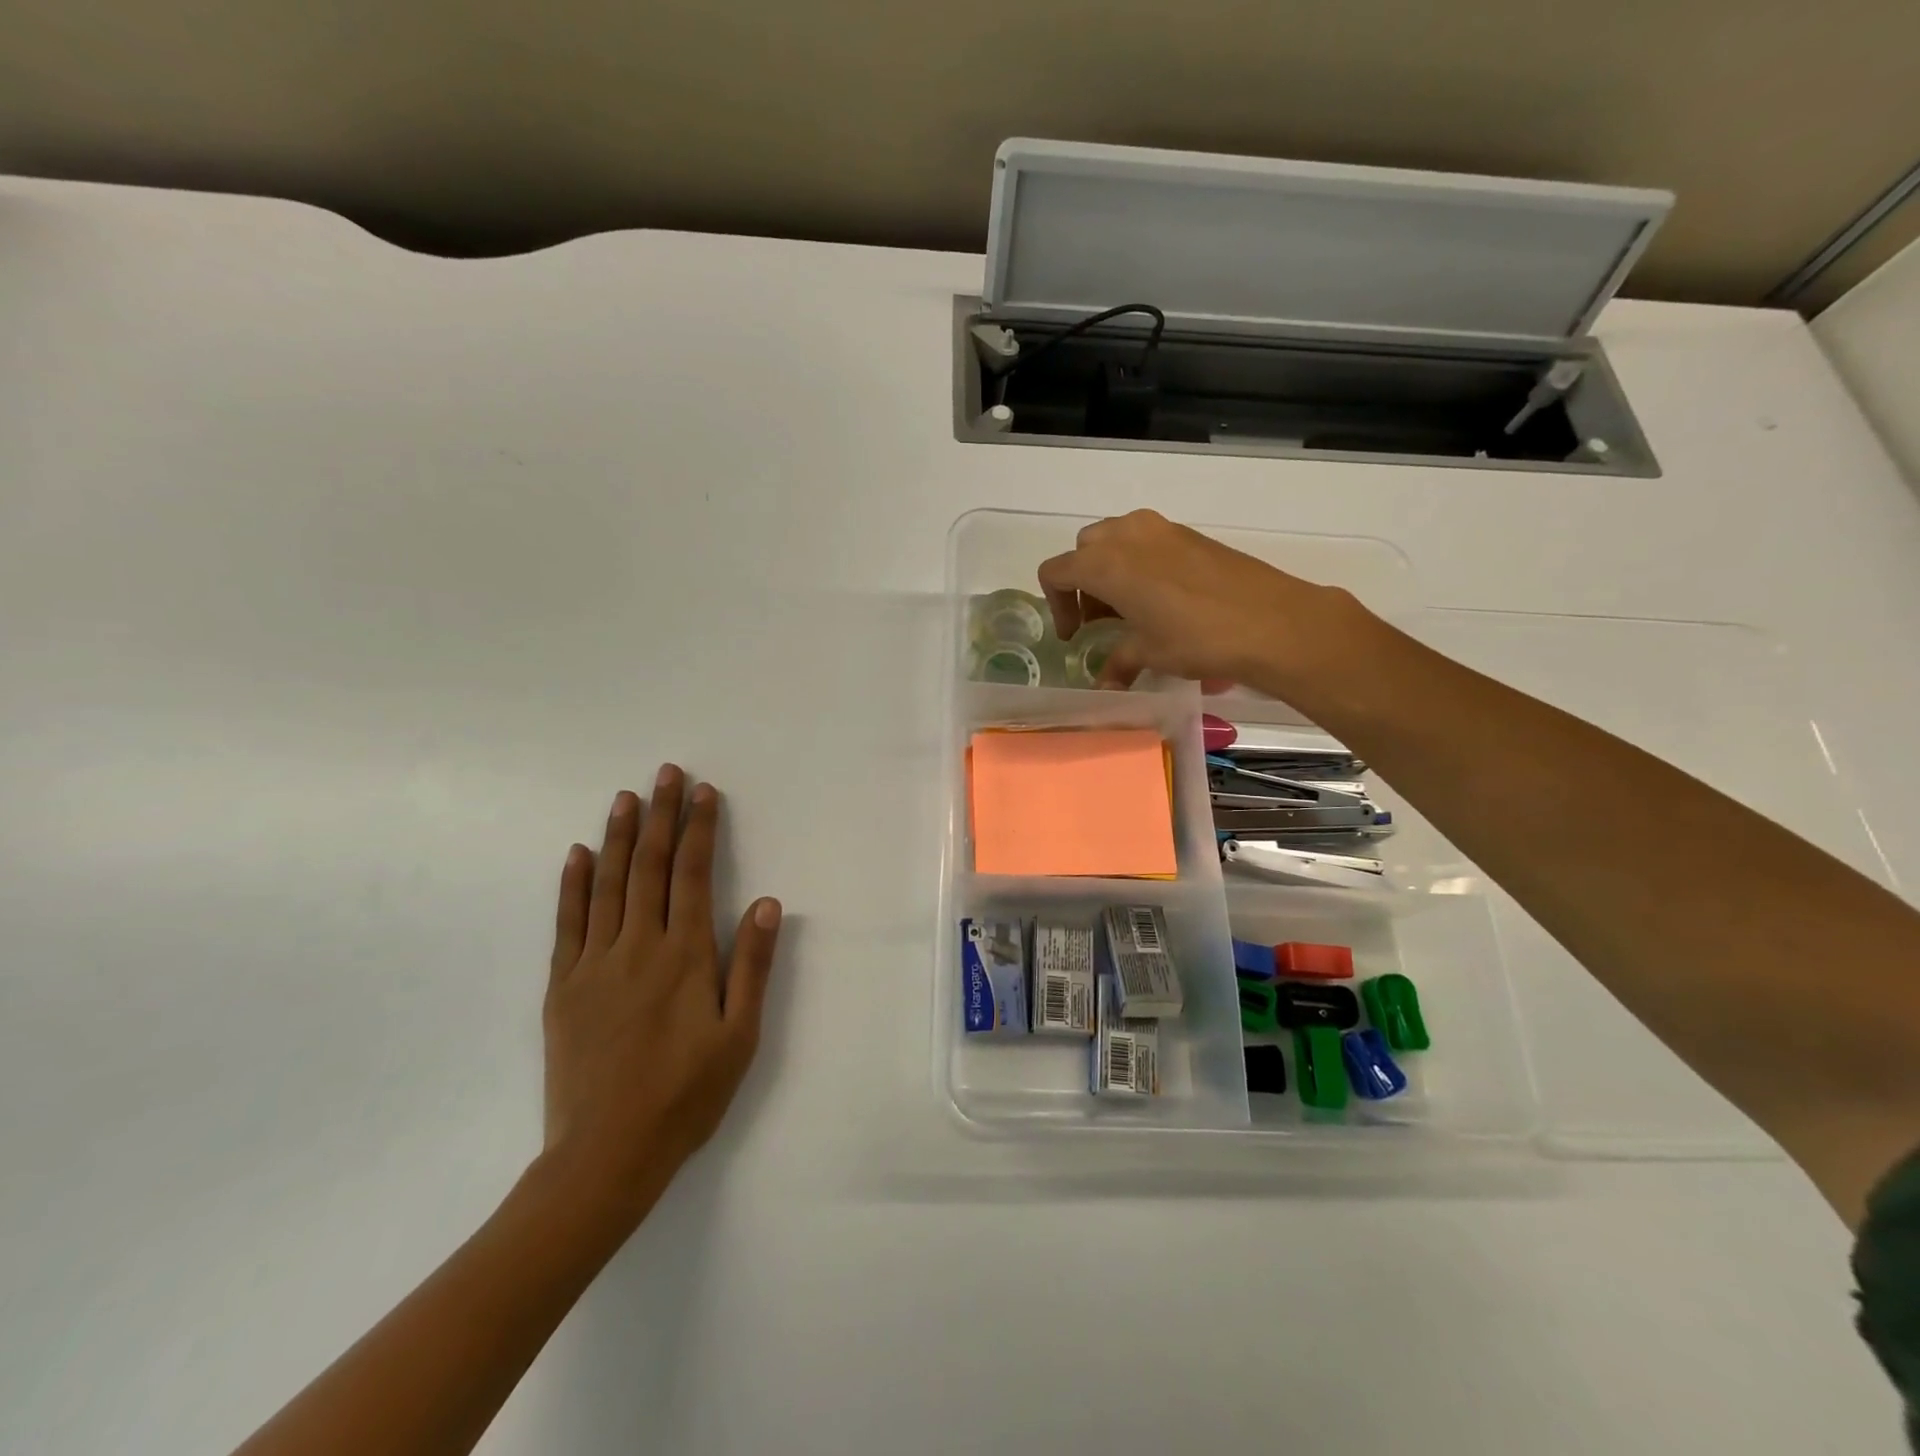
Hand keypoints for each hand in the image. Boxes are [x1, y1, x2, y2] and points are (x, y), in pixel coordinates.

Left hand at [540, 766, 781, 1220]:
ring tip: (625, 797)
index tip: (703, 792)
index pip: (692, 875)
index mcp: (684, 955)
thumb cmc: (686, 1095)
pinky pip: (567, 923)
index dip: (698, 829)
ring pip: (607, 885)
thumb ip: (752, 966)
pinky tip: (577, 854)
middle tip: (665, 773)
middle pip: (649, 867)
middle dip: (659, 816)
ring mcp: (594, 964)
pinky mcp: (563, 987)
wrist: (605, 1155)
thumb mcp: (739, 1035)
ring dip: (618, 837)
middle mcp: (638, 946)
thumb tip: (765, 903)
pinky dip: (573, 884)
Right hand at [1036, 510, 1369, 693]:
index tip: (1074, 635)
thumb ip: (1118, 662)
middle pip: (1083, 550)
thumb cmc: (1196, 637)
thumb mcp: (1149, 653)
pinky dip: (1138, 563)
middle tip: (1098, 620)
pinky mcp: (1187, 533)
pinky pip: (1145, 540)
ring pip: (1114, 539)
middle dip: (1082, 583)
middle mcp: (1126, 535)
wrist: (1270, 621)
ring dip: (1109, 569)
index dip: (1056, 605)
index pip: (1056, 572)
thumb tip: (1105, 685)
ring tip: (1127, 608)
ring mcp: (1160, 529)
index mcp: (1105, 563)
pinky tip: (1160, 598)